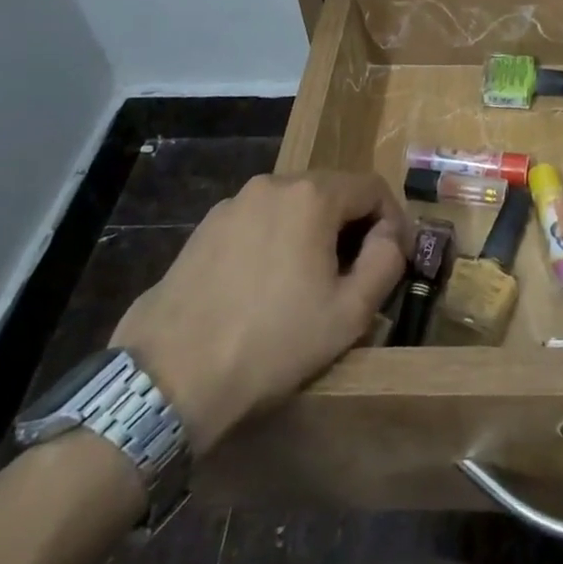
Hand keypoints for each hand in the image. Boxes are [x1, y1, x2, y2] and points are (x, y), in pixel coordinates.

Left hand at [109, 172, 412, 447]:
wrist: (168, 379)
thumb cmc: (272, 343)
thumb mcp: (349, 313)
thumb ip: (386, 261)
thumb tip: (390, 233)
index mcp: (312, 195)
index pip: (372, 187)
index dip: (392, 220)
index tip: (394, 258)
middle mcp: (272, 184)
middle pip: (331, 192)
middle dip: (352, 227)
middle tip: (355, 275)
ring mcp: (232, 205)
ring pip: (292, 207)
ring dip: (312, 234)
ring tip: (308, 285)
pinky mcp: (203, 229)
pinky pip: (258, 223)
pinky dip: (275, 243)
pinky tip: (264, 289)